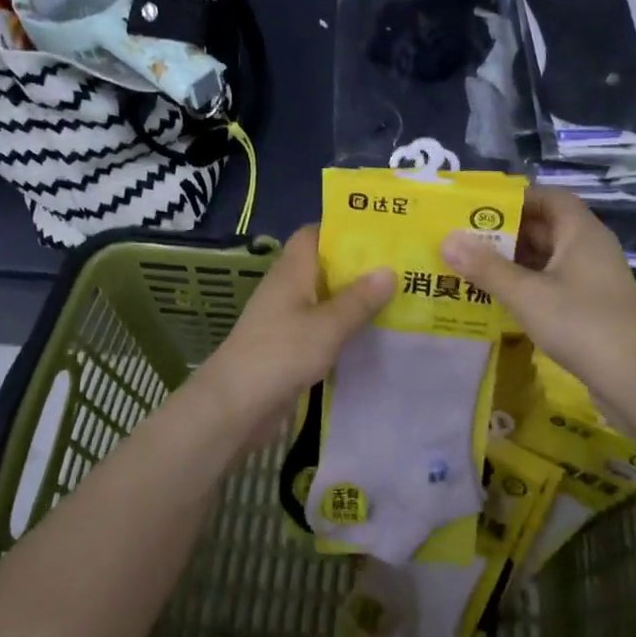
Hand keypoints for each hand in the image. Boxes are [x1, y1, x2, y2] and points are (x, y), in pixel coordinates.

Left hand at [196, 226, 393, 449]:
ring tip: (397, 297)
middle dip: (357, 265)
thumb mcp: (327, 326)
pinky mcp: (288, 346)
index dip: (341, 229)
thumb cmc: (280, 354)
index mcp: (292, 271)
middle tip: (400, 265)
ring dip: (353, 298)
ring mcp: (286, 319)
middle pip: (323, 266)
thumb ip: (359, 300)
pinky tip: (372, 334)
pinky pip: (321, 326)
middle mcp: (287, 288)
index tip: (378, 233)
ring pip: (324, 298)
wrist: (234, 407)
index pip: (313, 234)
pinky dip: (343, 326)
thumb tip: (389, 270)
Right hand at [442, 187, 635, 414]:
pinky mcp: (593, 308)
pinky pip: (555, 285)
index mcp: (581, 232)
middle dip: (506, 233)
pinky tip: (501, 300)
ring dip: (514, 263)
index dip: (516, 199)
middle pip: (546, 228)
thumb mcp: (527, 294)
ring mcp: (594, 280)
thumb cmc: (582, 324)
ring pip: (548, 259)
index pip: (549, 198)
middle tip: (466, 241)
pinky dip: (528, 286)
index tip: (480, 210)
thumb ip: (486, 267)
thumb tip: (447, 239)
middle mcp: (591, 249)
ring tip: (474, 269)